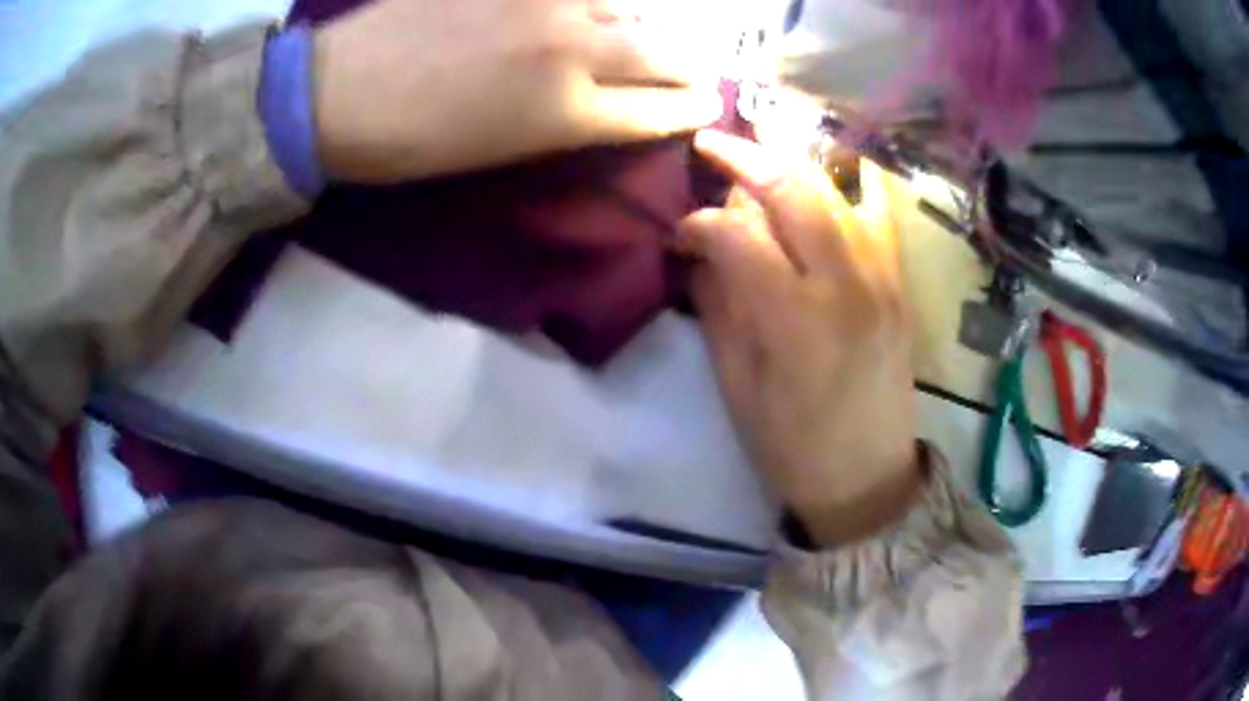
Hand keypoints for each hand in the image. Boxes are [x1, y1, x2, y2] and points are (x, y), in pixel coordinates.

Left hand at [312, 0, 721, 182]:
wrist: (339, 92)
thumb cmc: (412, 141)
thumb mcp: (501, 151)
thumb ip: (568, 120)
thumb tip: (611, 95)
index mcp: (564, 113)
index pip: (657, 109)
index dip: (689, 108)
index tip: (708, 104)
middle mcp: (571, 50)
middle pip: (659, 53)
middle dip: (689, 66)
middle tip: (699, 68)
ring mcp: (543, 1)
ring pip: (624, 7)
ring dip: (642, 24)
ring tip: (642, 33)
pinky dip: (596, 1)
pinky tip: (596, 10)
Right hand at [677, 130, 921, 545]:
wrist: (867, 476)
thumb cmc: (791, 445)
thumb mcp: (737, 385)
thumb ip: (720, 306)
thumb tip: (702, 249)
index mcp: (796, 320)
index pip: (740, 235)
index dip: (701, 223)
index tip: (680, 232)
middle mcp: (847, 283)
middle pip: (794, 189)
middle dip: (745, 156)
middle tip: (709, 143)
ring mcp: (883, 276)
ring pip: (836, 188)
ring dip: (790, 160)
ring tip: (758, 149)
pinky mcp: (900, 280)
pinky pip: (880, 209)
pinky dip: (851, 179)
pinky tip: (829, 171)